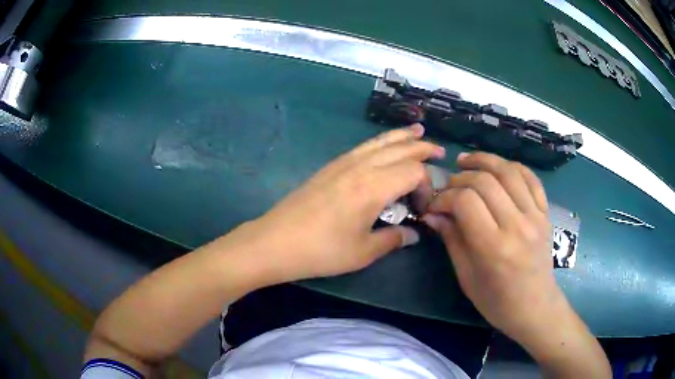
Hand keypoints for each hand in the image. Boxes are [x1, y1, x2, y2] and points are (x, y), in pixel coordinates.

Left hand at [245, 124, 444, 280]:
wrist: (276, 241)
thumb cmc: (322, 250)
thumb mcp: (363, 251)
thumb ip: (393, 239)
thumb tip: (413, 234)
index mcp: (374, 186)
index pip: (414, 172)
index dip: (427, 185)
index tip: (424, 207)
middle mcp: (361, 167)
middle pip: (400, 148)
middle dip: (422, 148)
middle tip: (439, 151)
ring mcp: (343, 163)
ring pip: (380, 142)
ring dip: (402, 137)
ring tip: (418, 132)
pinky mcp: (331, 166)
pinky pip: (364, 146)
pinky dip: (381, 142)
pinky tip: (384, 147)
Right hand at [422, 152, 610, 377]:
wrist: (535, 307)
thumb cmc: (497, 301)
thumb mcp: (467, 277)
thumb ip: (452, 240)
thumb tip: (433, 214)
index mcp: (494, 247)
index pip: (465, 201)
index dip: (444, 197)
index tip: (434, 205)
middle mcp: (517, 225)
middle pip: (485, 181)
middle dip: (460, 178)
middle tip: (448, 187)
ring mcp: (535, 216)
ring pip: (509, 171)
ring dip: (485, 161)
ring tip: (467, 161)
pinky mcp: (545, 213)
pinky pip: (531, 178)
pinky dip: (512, 167)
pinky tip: (498, 168)